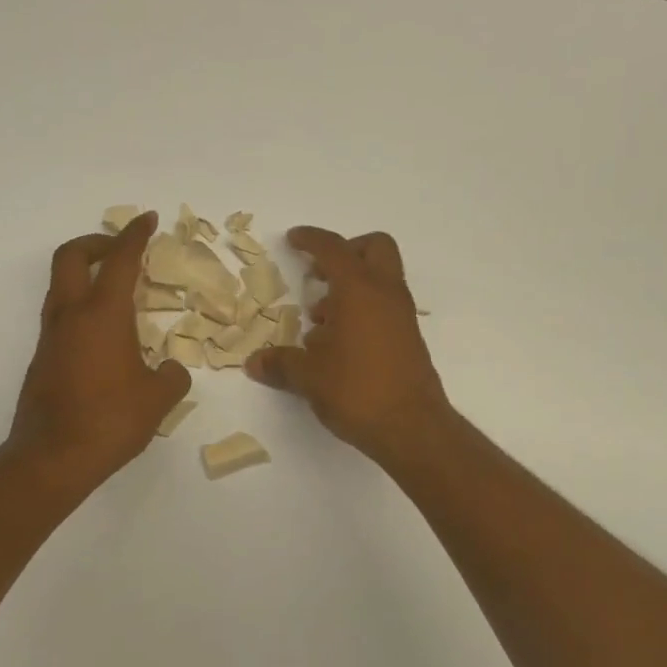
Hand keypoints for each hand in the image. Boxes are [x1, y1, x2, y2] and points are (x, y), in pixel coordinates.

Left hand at [8, 213, 191, 492]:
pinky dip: (81, 306)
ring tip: (117, 290)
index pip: (120, 260)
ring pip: (61, 285)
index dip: (135, 235)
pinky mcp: (43, 359)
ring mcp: (51, 337)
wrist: (52, 458)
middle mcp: (70, 316)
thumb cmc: (110, 421)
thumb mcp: (158, 399)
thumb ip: (172, 376)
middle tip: (121, 249)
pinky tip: (105, 334)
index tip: (148, 220)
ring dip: (86, 274)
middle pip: (72, 256)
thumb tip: (170, 369)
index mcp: (103, 315)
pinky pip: (61, 315)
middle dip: (97, 242)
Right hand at [244, 227, 451, 464]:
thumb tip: (254, 362)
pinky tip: (338, 345)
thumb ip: (280, 363)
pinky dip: (362, 311)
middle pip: (373, 248)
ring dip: (350, 287)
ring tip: (320, 321)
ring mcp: (402, 316)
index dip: (311, 239)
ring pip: (380, 279)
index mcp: (359, 289)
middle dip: (345, 252)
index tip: (294, 239)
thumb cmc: (356, 390)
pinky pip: (384, 307)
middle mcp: (386, 293)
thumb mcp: (308, 376)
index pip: (334, 248)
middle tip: (318, 275)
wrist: (412, 427)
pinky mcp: (409, 338)